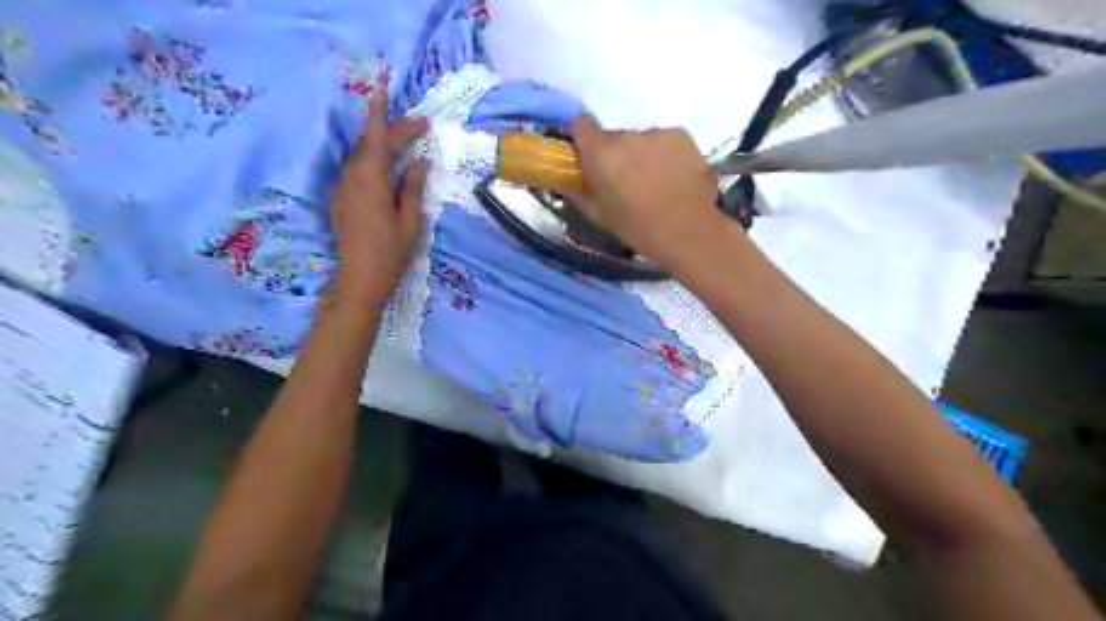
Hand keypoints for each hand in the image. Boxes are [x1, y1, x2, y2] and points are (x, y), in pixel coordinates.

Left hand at [327, 81, 427, 308]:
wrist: (359, 279)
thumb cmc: (390, 252)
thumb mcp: (410, 220)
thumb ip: (413, 187)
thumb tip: (419, 162)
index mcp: (371, 179)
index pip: (376, 136)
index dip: (381, 111)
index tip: (382, 85)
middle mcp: (352, 177)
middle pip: (372, 144)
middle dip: (394, 130)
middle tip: (420, 125)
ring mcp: (343, 188)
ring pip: (363, 156)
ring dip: (384, 146)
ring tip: (406, 142)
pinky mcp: (342, 199)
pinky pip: (359, 171)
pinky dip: (375, 162)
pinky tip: (389, 168)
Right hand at [566, 116, 731, 267]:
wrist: (688, 231)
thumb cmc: (637, 228)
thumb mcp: (598, 215)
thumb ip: (576, 191)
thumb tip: (563, 177)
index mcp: (600, 154)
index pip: (579, 125)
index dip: (580, 137)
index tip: (586, 154)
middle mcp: (626, 135)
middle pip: (613, 137)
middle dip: (615, 154)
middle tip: (624, 181)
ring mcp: (656, 133)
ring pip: (639, 140)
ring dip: (640, 154)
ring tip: (653, 182)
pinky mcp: (680, 134)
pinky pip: (663, 141)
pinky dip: (664, 154)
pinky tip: (672, 177)